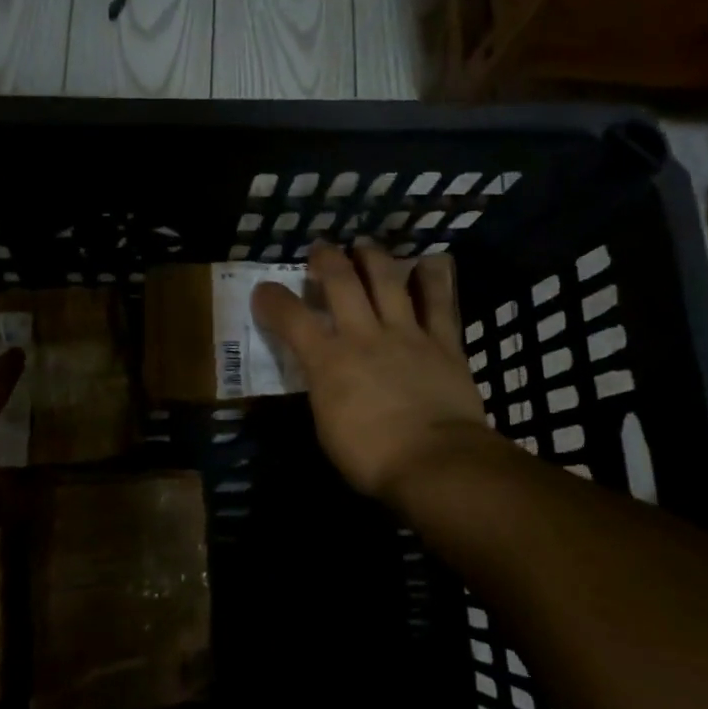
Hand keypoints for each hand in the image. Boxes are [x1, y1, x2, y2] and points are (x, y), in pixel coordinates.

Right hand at [252, 241, 498, 505]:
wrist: (436, 462)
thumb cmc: (371, 458)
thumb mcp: (327, 428)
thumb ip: (324, 392)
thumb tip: (326, 379)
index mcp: (328, 361)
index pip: (291, 318)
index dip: (272, 299)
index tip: (263, 290)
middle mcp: (364, 335)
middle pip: (341, 282)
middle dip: (326, 259)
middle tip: (321, 249)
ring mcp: (406, 334)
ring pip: (388, 280)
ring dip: (374, 257)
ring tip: (365, 245)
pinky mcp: (444, 342)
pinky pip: (440, 302)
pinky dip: (434, 279)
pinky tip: (430, 262)